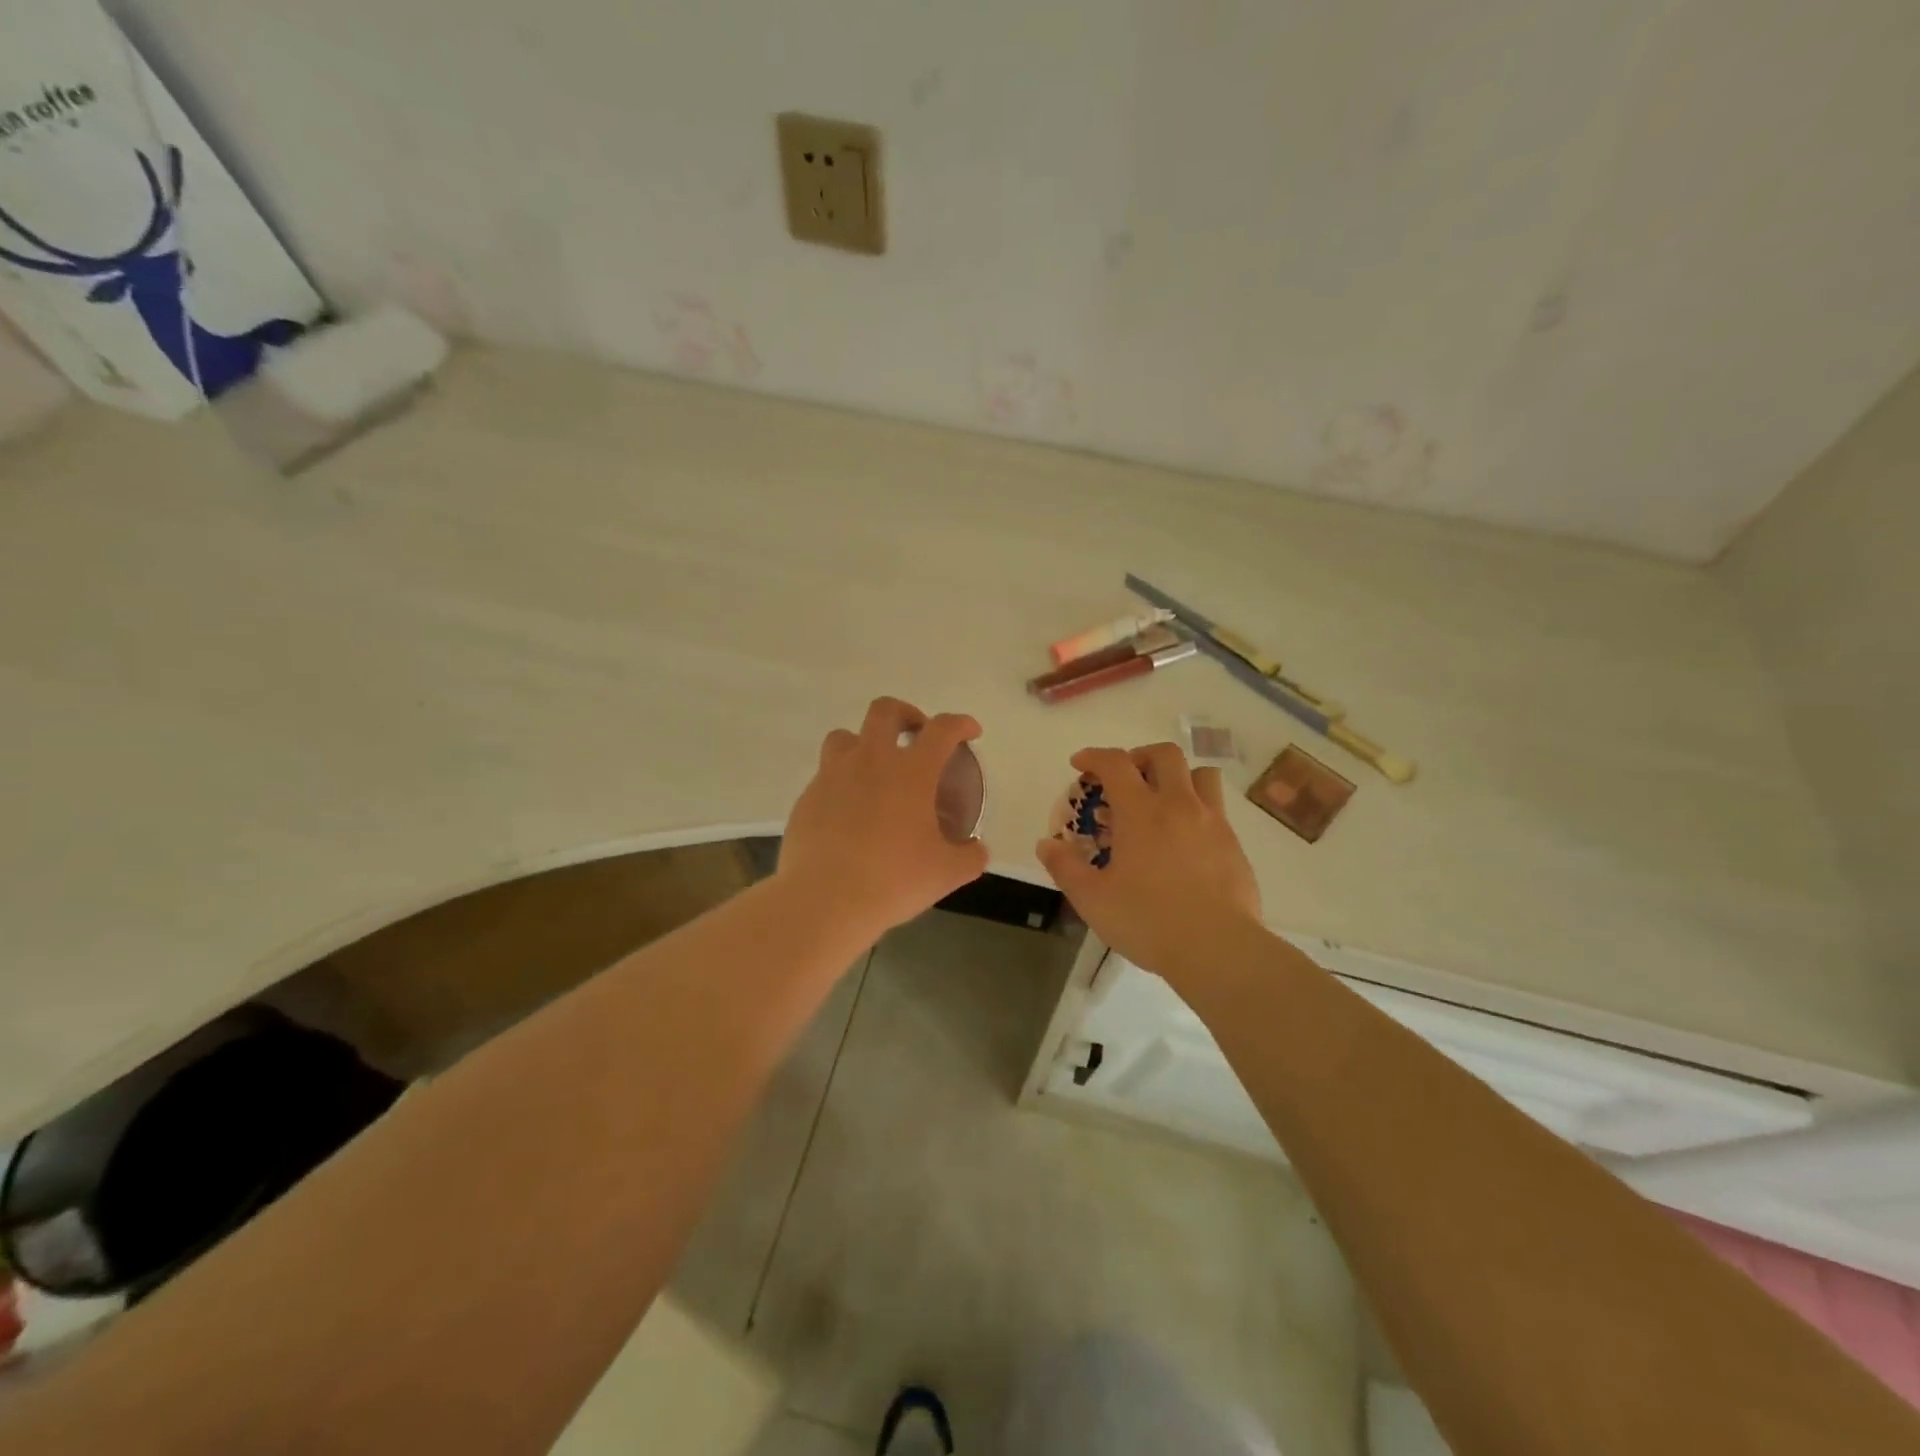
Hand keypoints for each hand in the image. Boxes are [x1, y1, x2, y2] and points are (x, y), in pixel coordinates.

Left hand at [778, 697, 990, 944]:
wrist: (824, 901)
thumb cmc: (893, 880)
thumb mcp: (946, 873)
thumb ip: (970, 857)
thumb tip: (976, 851)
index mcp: (910, 771)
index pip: (942, 729)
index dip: (961, 724)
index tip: (970, 732)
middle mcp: (870, 761)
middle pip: (885, 711)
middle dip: (906, 714)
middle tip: (916, 737)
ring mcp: (832, 776)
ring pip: (845, 736)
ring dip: (865, 743)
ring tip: (876, 771)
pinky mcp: (807, 798)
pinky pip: (825, 775)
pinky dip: (842, 782)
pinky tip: (850, 812)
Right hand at [1036, 743, 1262, 982]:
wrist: (1218, 948)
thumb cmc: (1148, 920)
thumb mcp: (1092, 899)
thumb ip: (1065, 867)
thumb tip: (1047, 844)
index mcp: (1141, 812)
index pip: (1115, 763)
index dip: (1094, 756)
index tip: (1080, 764)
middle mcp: (1179, 805)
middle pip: (1164, 754)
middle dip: (1139, 756)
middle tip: (1125, 779)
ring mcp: (1212, 822)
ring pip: (1201, 774)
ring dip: (1178, 776)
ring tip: (1162, 800)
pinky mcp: (1234, 844)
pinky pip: (1217, 808)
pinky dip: (1197, 809)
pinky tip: (1185, 839)